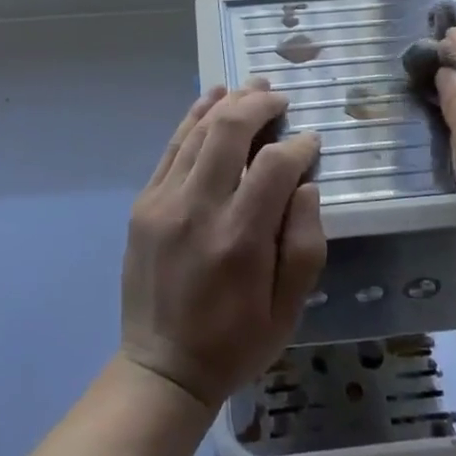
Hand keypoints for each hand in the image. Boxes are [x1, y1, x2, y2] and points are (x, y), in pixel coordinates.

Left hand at [119, 83, 326, 409]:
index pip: (274, 166)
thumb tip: (307, 186)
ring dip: (228, 103)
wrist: (161, 367)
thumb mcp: (289, 308)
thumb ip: (305, 243)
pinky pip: (172, 147)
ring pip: (198, 131)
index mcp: (240, 239)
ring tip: (252, 88)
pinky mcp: (144, 203)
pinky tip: (212, 98)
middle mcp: (199, 210)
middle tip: (280, 96)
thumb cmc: (235, 341)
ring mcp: (164, 202)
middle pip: (229, 131)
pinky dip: (193, 116)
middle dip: (259, 104)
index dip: (298, 146)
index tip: (310, 142)